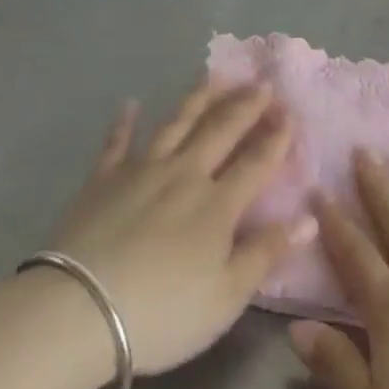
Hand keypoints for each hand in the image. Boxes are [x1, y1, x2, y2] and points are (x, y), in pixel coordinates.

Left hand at [48, 81, 315, 376]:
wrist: (80, 310)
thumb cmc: (163, 312)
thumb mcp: (226, 297)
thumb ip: (266, 253)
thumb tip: (308, 218)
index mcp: (218, 204)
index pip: (256, 162)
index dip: (276, 138)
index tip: (291, 113)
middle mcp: (185, 174)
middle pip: (221, 131)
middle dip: (245, 105)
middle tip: (262, 82)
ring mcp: (142, 171)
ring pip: (177, 124)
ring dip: (199, 98)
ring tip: (215, 75)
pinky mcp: (103, 179)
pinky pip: (118, 142)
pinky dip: (126, 123)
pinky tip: (131, 104)